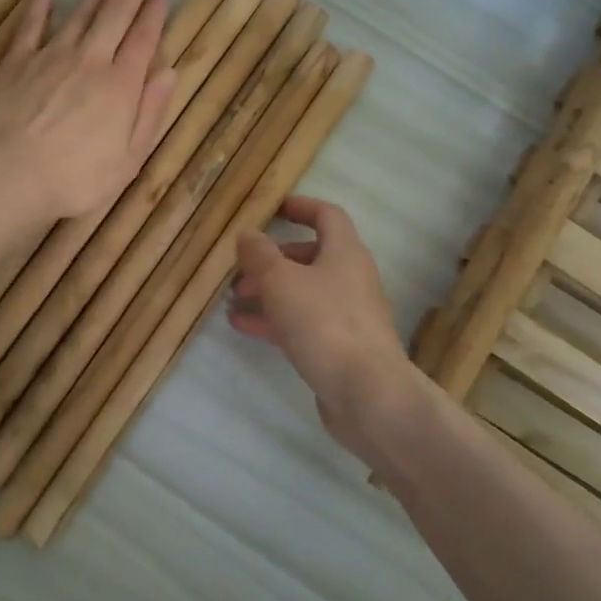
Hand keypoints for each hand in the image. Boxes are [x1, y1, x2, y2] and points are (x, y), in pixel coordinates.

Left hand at [0, 0, 176, 224]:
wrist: (10, 176)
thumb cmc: (75, 179)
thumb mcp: (128, 160)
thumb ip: (150, 114)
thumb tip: (169, 74)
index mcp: (121, 86)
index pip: (144, 38)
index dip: (155, 10)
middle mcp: (90, 61)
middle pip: (116, 14)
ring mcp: (51, 56)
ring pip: (81, 11)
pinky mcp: (17, 62)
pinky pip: (31, 24)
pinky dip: (41, 1)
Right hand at [230, 197, 422, 454]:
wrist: (366, 393)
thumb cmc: (324, 323)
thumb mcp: (281, 281)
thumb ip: (260, 254)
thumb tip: (248, 234)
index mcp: (345, 253)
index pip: (327, 216)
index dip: (301, 207)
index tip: (274, 208)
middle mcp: (350, 279)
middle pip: (310, 257)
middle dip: (273, 260)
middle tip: (240, 269)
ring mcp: (346, 315)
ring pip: (303, 292)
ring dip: (269, 292)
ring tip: (233, 299)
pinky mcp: (339, 347)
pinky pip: (302, 323)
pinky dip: (275, 320)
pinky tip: (244, 327)